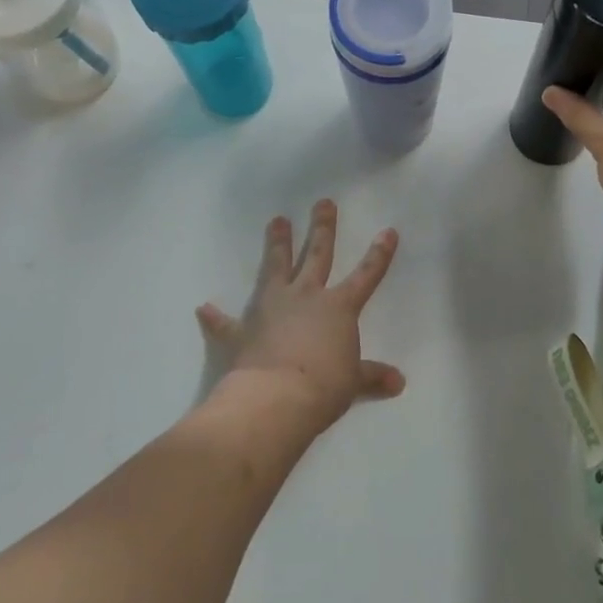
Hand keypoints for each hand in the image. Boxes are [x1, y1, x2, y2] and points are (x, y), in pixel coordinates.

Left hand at [196, 200, 405, 433]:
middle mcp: (306, 297)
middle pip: (317, 255)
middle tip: (323, 203)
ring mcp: (271, 308)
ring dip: (276, 244)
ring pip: (276, 267)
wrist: (276, 398)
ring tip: (277, 220)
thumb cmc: (324, 387)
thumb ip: (372, 376)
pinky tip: (203, 308)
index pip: (366, 275)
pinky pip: (226, 323)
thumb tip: (399, 382)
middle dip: (322, 228)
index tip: (388, 231)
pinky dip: (215, 318)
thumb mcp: (353, 382)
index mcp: (338, 307)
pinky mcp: (243, 330)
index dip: (379, 254)